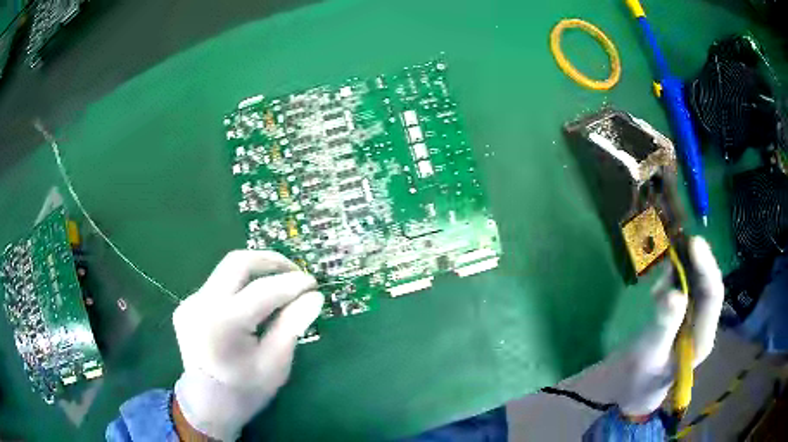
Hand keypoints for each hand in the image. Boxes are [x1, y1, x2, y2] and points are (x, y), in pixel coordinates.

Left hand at [173, 250, 323, 440]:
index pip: (263, 290)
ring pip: (226, 270)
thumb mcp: (275, 364)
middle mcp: (201, 304)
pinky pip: (217, 285)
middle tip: (295, 271)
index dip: (292, 283)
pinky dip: (239, 286)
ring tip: (279, 284)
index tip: (314, 283)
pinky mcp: (187, 305)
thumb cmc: (245, 391)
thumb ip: (292, 325)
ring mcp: (190, 302)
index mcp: (224, 323)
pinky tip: (252, 302)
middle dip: (270, 261)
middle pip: (238, 262)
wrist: (207, 405)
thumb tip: (314, 296)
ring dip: (255, 272)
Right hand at [617, 237, 723, 416]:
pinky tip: (662, 281)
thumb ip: (663, 325)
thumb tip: (674, 292)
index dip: (706, 267)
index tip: (693, 242)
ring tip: (665, 265)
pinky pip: (686, 286)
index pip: (713, 297)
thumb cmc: (641, 378)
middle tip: (678, 239)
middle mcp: (704, 325)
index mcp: (702, 339)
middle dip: (697, 260)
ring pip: (698, 282)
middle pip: (708, 284)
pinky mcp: (684, 315)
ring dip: (685, 267)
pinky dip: (676, 275)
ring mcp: (695, 319)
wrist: (634, 390)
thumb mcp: (648, 355)